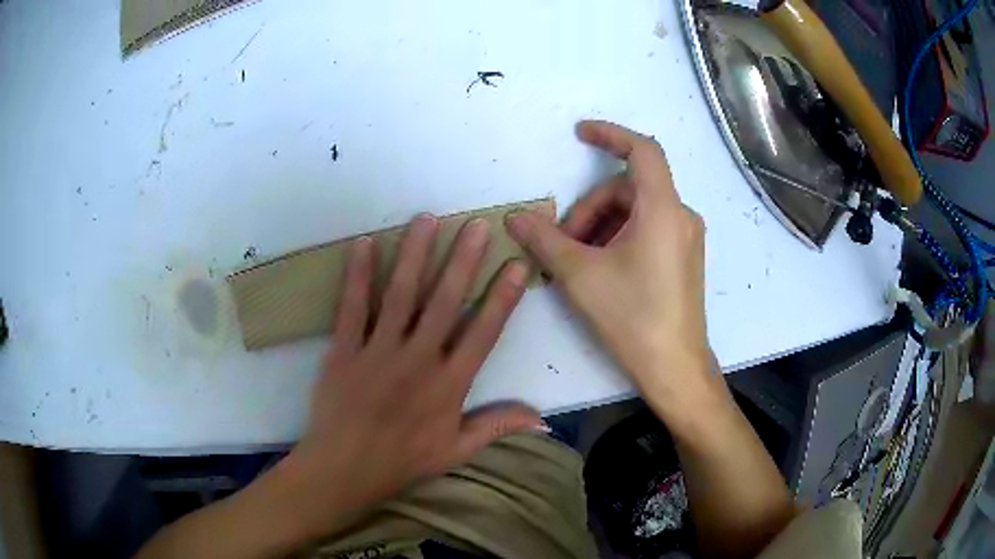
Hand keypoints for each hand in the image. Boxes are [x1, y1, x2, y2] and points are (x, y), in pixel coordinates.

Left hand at [274, 214, 542, 541]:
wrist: (346, 469)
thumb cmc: (404, 461)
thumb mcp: (457, 450)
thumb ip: (497, 427)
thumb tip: (543, 418)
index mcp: (449, 384)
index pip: (483, 333)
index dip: (502, 299)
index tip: (515, 265)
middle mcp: (417, 359)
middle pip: (444, 302)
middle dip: (462, 261)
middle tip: (476, 226)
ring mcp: (378, 351)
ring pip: (400, 294)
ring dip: (415, 254)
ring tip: (427, 219)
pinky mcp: (344, 349)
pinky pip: (352, 306)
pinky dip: (358, 274)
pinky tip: (365, 243)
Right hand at [506, 121, 713, 417]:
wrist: (674, 367)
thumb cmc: (632, 317)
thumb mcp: (580, 275)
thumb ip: (545, 240)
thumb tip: (515, 218)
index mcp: (663, 209)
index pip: (642, 149)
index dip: (610, 134)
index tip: (579, 134)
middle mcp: (680, 215)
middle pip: (628, 188)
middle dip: (590, 208)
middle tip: (563, 244)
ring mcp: (685, 238)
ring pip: (636, 211)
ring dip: (601, 226)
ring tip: (577, 262)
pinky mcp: (683, 258)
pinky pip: (648, 229)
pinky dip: (619, 238)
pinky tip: (600, 269)